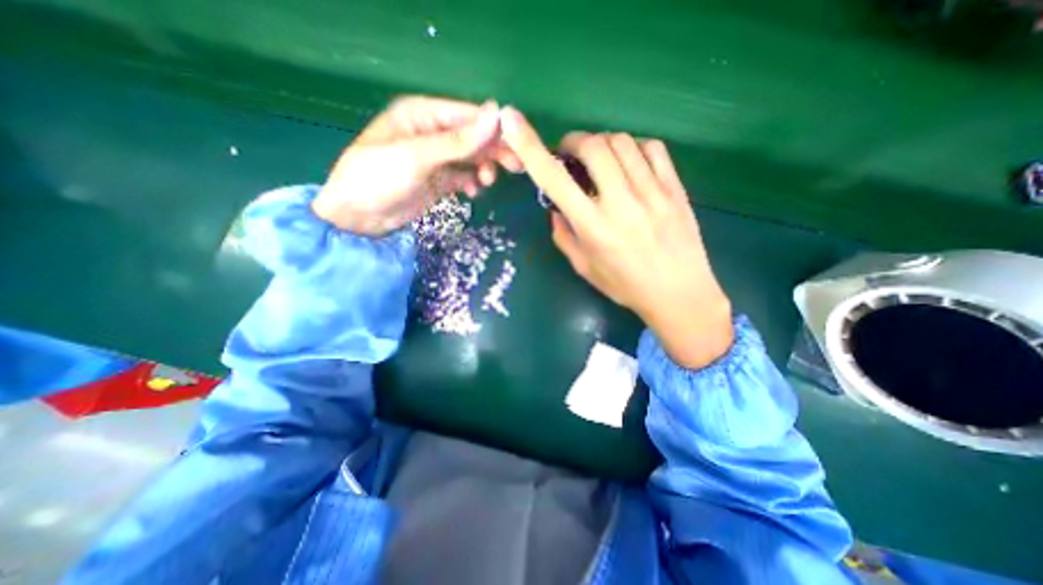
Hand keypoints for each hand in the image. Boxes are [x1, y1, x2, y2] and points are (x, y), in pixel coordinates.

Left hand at [309, 97, 522, 233]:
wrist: (358, 217)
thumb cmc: (379, 177)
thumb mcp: (418, 156)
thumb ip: (458, 140)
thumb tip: (496, 115)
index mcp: (423, 115)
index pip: (468, 116)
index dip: (493, 129)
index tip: (518, 144)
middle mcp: (432, 133)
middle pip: (472, 138)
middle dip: (493, 151)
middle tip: (516, 167)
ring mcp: (436, 159)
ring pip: (471, 158)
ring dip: (483, 168)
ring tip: (487, 182)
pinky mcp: (438, 181)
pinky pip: (464, 177)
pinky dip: (472, 183)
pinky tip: (473, 192)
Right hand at [498, 108, 731, 367]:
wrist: (679, 294)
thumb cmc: (625, 286)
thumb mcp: (584, 268)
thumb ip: (564, 236)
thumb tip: (557, 209)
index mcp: (593, 227)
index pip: (555, 180)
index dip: (530, 147)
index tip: (514, 122)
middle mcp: (620, 203)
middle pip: (594, 146)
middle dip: (575, 141)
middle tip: (571, 154)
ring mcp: (652, 192)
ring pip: (622, 142)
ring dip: (603, 143)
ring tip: (601, 161)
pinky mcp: (675, 188)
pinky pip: (653, 148)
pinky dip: (634, 147)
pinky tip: (630, 163)